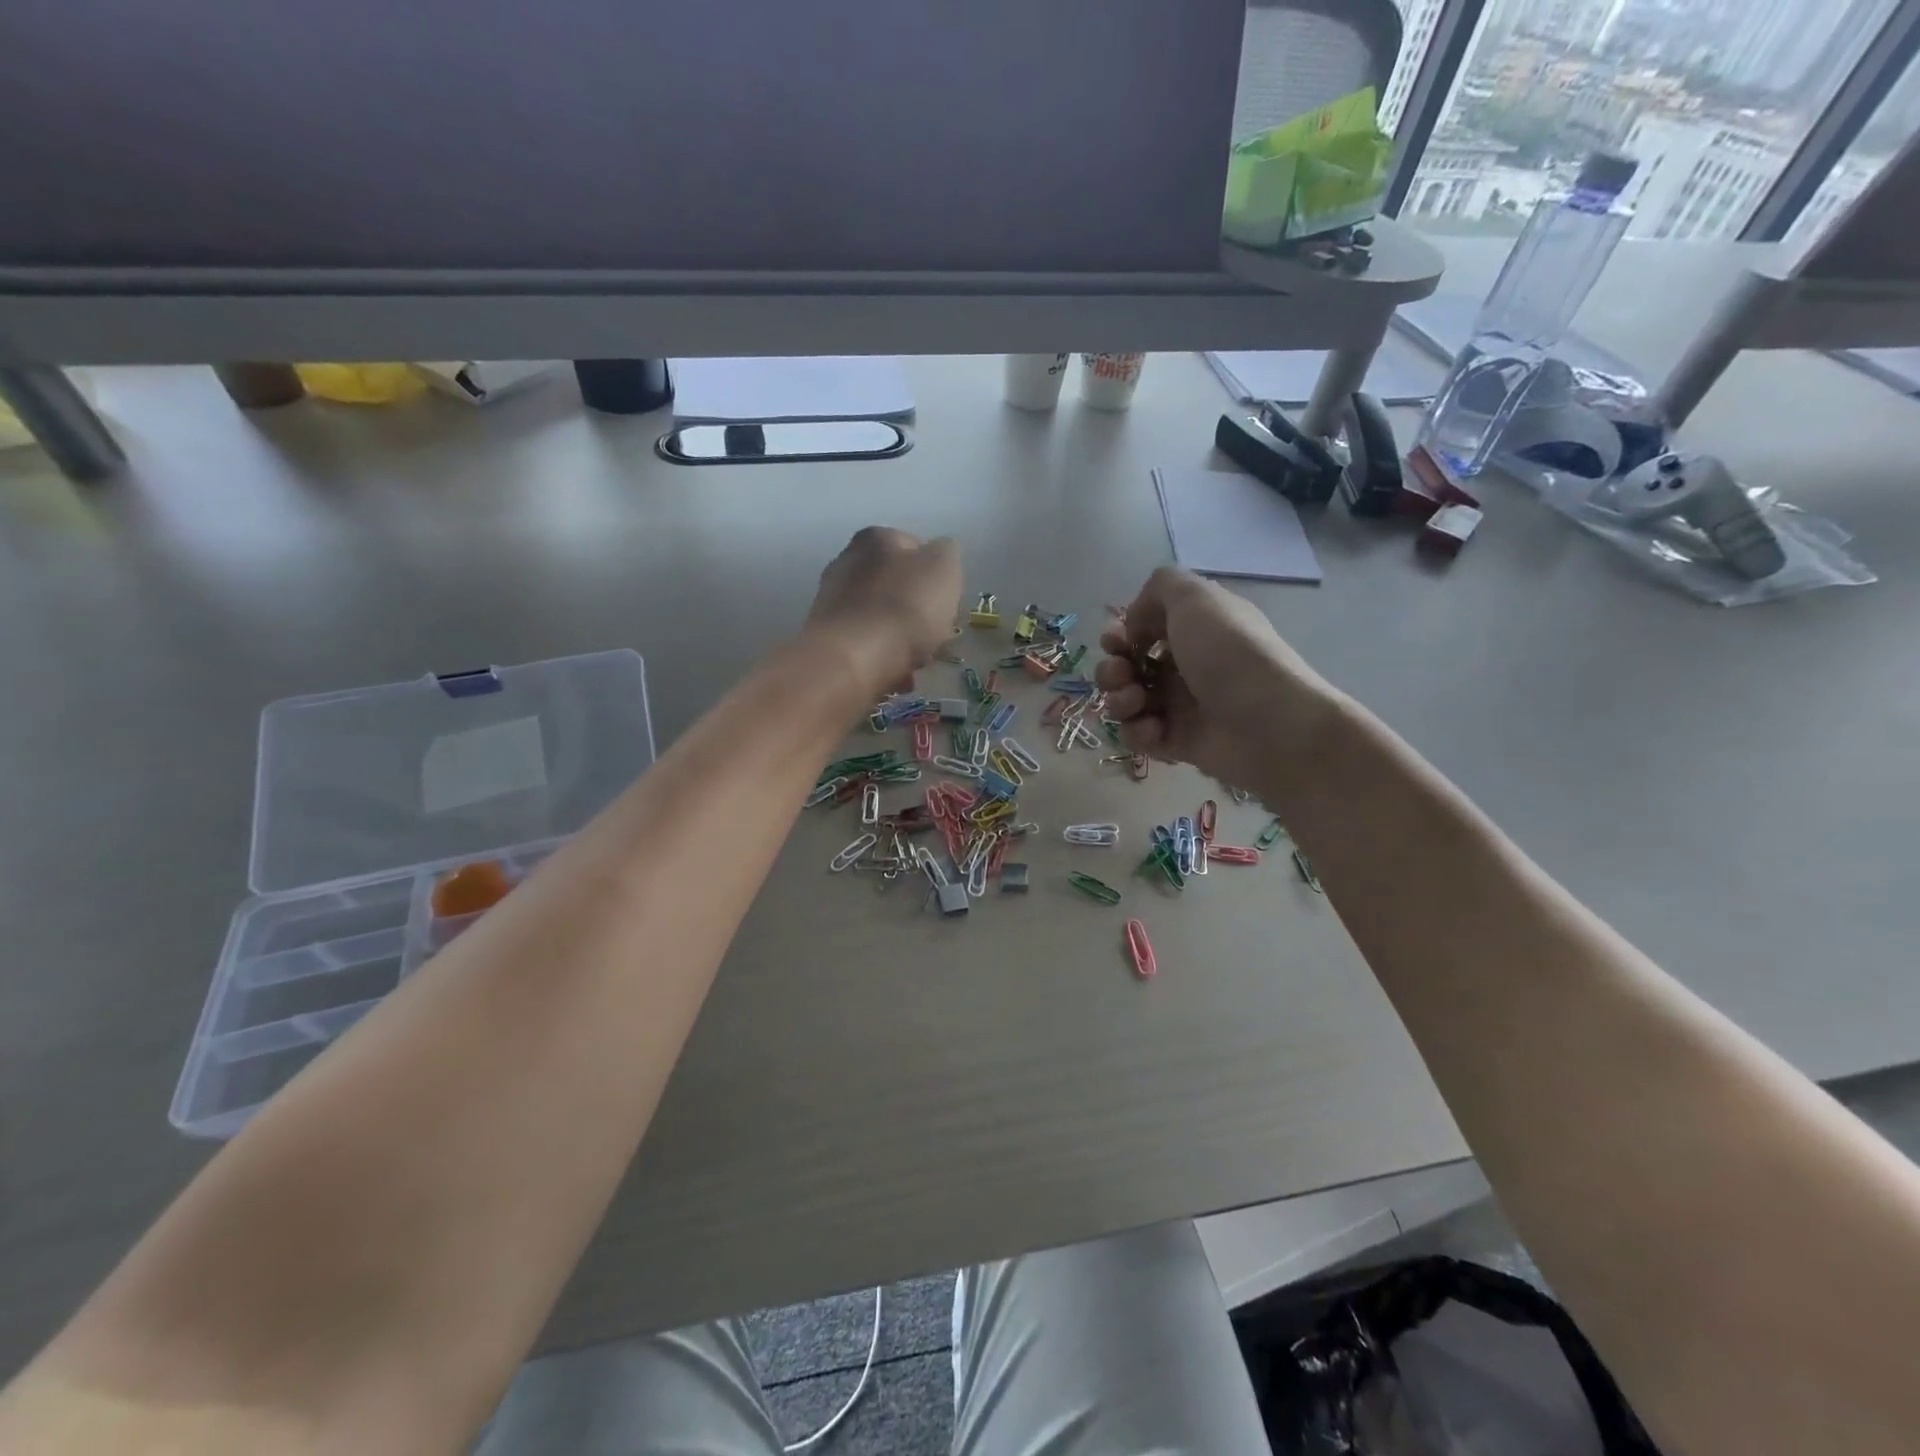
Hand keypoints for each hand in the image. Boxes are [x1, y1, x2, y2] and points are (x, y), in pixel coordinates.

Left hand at [805, 527, 962, 696]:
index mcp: (876, 538)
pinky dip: (882, 659)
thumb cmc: (904, 608)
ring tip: (916, 663)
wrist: (852, 661)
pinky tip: (895, 676)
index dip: (936, 577)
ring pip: (881, 619)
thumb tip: (939, 555)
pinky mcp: (826, 638)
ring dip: (901, 639)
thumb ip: (947, 553)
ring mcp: (831, 602)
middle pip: (897, 587)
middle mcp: (846, 562)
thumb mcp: (944, 567)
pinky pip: (865, 646)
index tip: (947, 604)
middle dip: (917, 612)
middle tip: (934, 636)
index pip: (916, 548)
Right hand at [1094, 567, 1337, 792]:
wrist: (1271, 725)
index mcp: (1193, 630)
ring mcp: (1180, 707)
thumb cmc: (1230, 654)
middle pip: (1126, 667)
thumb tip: (1134, 623)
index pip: (1142, 629)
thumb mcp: (1196, 597)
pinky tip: (1154, 730)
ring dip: (1119, 701)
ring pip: (1126, 702)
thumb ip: (1159, 587)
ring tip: (1136, 703)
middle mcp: (1185, 665)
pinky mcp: (1177, 743)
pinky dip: (1137, 732)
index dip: (1120, 634)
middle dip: (1112, 670)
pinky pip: (1139, 736)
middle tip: (1122, 675)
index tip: (1118, 641)